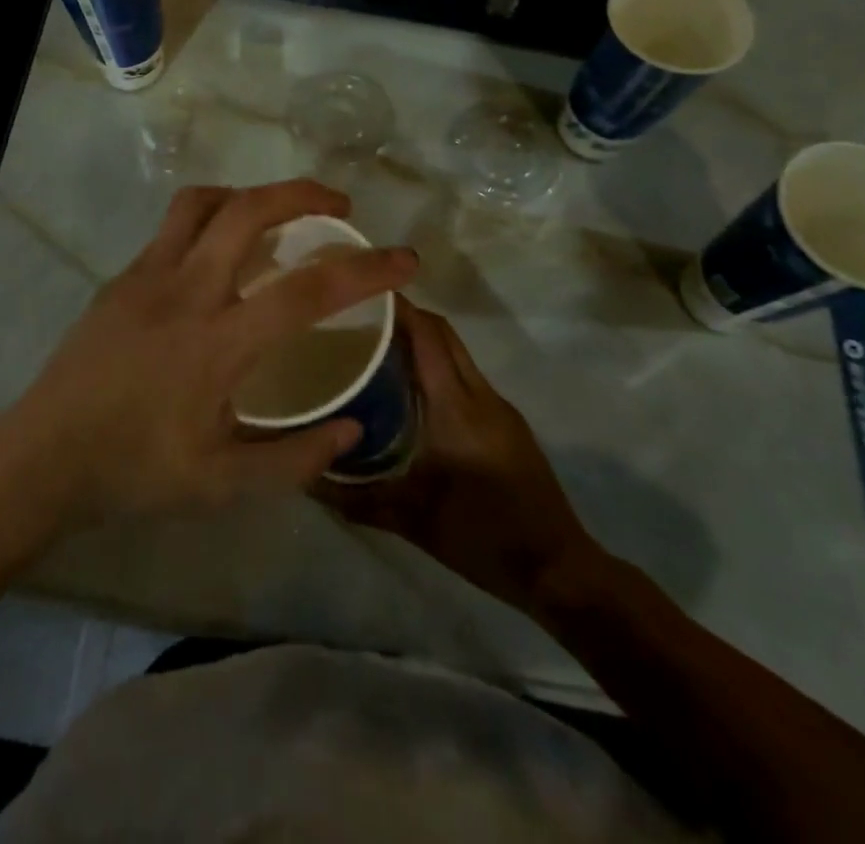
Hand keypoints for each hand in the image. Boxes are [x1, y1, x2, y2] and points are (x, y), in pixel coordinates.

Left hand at [0, 180, 417, 525]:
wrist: (42, 456)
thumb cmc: (133, 471)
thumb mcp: (222, 483)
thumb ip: (294, 459)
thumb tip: (350, 428)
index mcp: (218, 342)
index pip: (307, 290)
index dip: (365, 269)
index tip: (404, 259)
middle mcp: (186, 291)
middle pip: (250, 210)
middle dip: (304, 194)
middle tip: (339, 207)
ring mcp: (148, 275)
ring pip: (204, 201)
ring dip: (251, 195)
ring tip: (278, 214)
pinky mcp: (122, 276)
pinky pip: (174, 225)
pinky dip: (211, 217)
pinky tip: (219, 253)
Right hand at [317, 298, 605, 613]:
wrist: (558, 569)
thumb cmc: (482, 537)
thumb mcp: (410, 520)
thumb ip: (355, 498)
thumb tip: (306, 478)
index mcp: (456, 407)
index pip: (427, 335)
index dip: (398, 308)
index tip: (359, 295)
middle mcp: (480, 395)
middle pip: (444, 334)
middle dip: (407, 317)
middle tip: (361, 319)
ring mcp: (499, 407)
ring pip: (457, 353)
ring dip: (423, 341)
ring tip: (378, 349)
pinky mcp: (508, 422)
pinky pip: (467, 377)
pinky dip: (439, 367)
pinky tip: (412, 391)